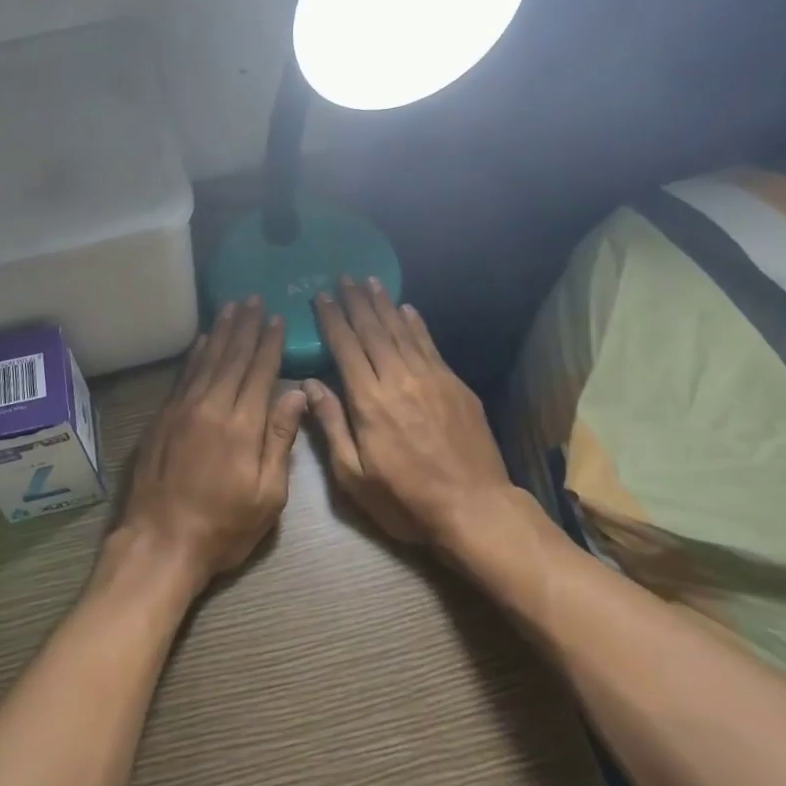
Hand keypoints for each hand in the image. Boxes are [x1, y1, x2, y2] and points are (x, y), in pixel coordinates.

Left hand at [115, 298, 308, 590]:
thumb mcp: (267, 495)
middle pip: (231, 357)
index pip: (260, 372)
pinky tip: (201, 341)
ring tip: (231, 308)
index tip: (277, 319)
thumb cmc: (223, 526)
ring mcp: (181, 410)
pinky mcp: (162, 419)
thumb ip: (280, 440)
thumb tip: (297, 395)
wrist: (160, 542)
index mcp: (242, 425)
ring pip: (205, 360)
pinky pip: (182, 376)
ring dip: (220, 332)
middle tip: (254, 299)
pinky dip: (194, 355)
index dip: (270, 344)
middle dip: (245, 327)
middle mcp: (211, 406)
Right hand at [304, 276, 528, 552]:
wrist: (474, 508)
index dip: (332, 320)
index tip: (320, 297)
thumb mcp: (354, 476)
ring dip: (384, 304)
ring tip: (370, 282)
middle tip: (343, 277)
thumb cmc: (405, 499)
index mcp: (369, 401)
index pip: (345, 348)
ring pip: (402, 331)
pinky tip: (407, 309)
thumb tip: (311, 384)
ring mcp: (431, 378)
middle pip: (373, 331)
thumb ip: (331, 425)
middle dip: (356, 302)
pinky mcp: (455, 385)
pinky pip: (430, 345)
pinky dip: (416, 324)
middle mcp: (398, 379)